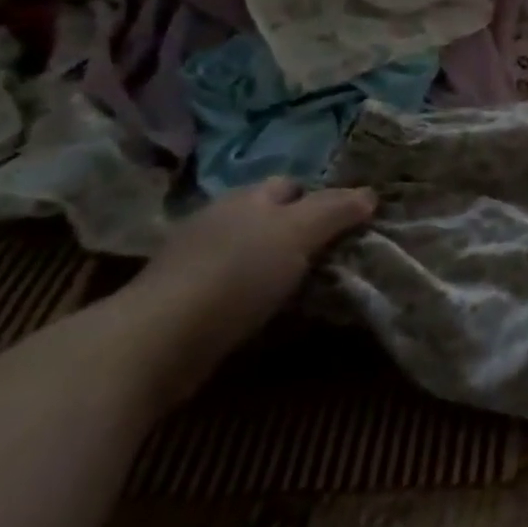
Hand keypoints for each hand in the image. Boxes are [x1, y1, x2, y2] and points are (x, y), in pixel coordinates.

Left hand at [125, 178, 375, 405]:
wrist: (157, 341)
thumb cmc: (236, 273)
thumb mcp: (299, 232)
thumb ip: (336, 210)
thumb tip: (370, 194)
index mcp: (246, 198)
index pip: (292, 185)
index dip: (322, 198)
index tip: (350, 221)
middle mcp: (219, 221)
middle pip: (271, 218)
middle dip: (301, 230)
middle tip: (336, 253)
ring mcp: (196, 261)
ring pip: (253, 253)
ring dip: (278, 264)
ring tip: (311, 285)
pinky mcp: (184, 301)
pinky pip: (234, 286)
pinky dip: (255, 293)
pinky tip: (272, 310)